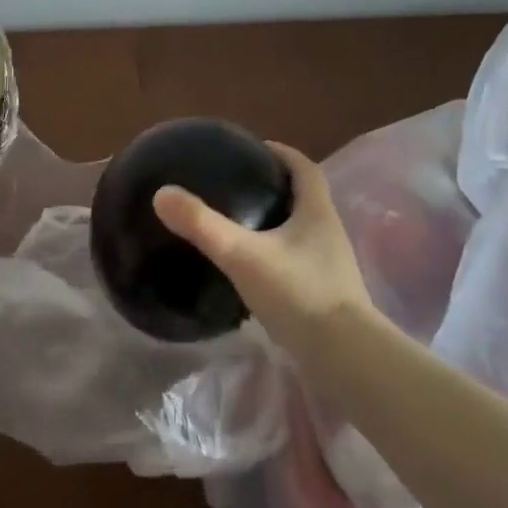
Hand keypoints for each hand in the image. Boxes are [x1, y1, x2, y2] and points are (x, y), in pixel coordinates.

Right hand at [152, 144, 379, 346]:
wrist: (345, 358)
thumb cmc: (299, 294)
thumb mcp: (242, 255)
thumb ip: (203, 225)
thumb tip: (162, 193)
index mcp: (317, 213)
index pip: (303, 168)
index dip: (281, 153)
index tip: (253, 148)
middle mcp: (328, 234)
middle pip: (303, 198)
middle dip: (273, 187)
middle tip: (236, 185)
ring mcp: (329, 267)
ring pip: (298, 232)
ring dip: (273, 223)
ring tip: (236, 224)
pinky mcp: (324, 295)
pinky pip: (295, 262)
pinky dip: (273, 256)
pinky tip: (248, 269)